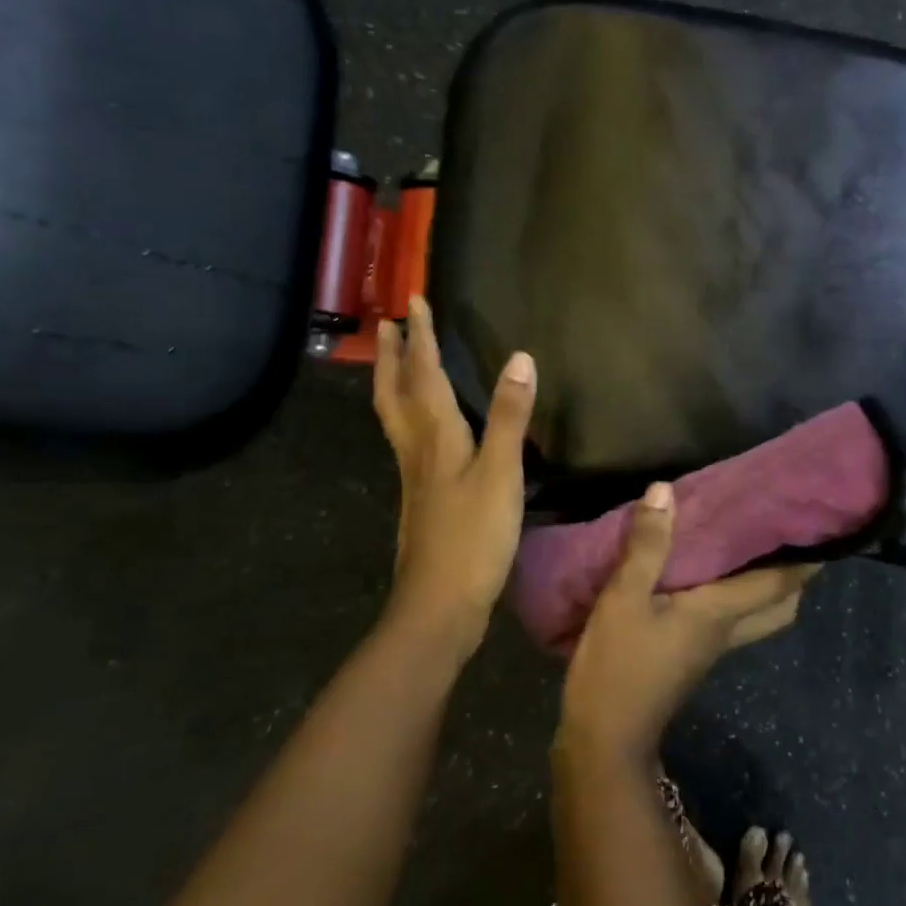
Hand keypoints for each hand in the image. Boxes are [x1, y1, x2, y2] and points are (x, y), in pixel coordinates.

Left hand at [374, 295, 535, 658]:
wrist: (440, 605)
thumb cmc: (474, 537)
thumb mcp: (500, 474)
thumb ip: (509, 416)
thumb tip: (519, 358)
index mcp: (435, 437)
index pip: (425, 375)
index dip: (421, 338)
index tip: (413, 301)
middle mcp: (417, 449)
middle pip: (395, 393)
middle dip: (391, 356)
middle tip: (385, 325)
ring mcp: (415, 476)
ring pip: (396, 417)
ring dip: (393, 382)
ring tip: (394, 362)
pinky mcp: (422, 498)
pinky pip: (408, 440)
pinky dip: (408, 415)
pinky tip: (423, 427)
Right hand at [558, 484, 817, 763]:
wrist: (604, 739)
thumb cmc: (618, 667)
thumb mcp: (624, 599)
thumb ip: (646, 546)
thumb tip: (664, 491)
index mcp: (720, 613)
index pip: (778, 583)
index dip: (805, 558)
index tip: (822, 525)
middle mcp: (726, 630)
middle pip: (779, 605)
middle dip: (793, 574)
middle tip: (787, 532)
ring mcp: (709, 647)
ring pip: (755, 613)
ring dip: (763, 583)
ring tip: (750, 543)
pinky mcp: (690, 655)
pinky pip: (727, 618)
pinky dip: (732, 593)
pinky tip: (705, 572)